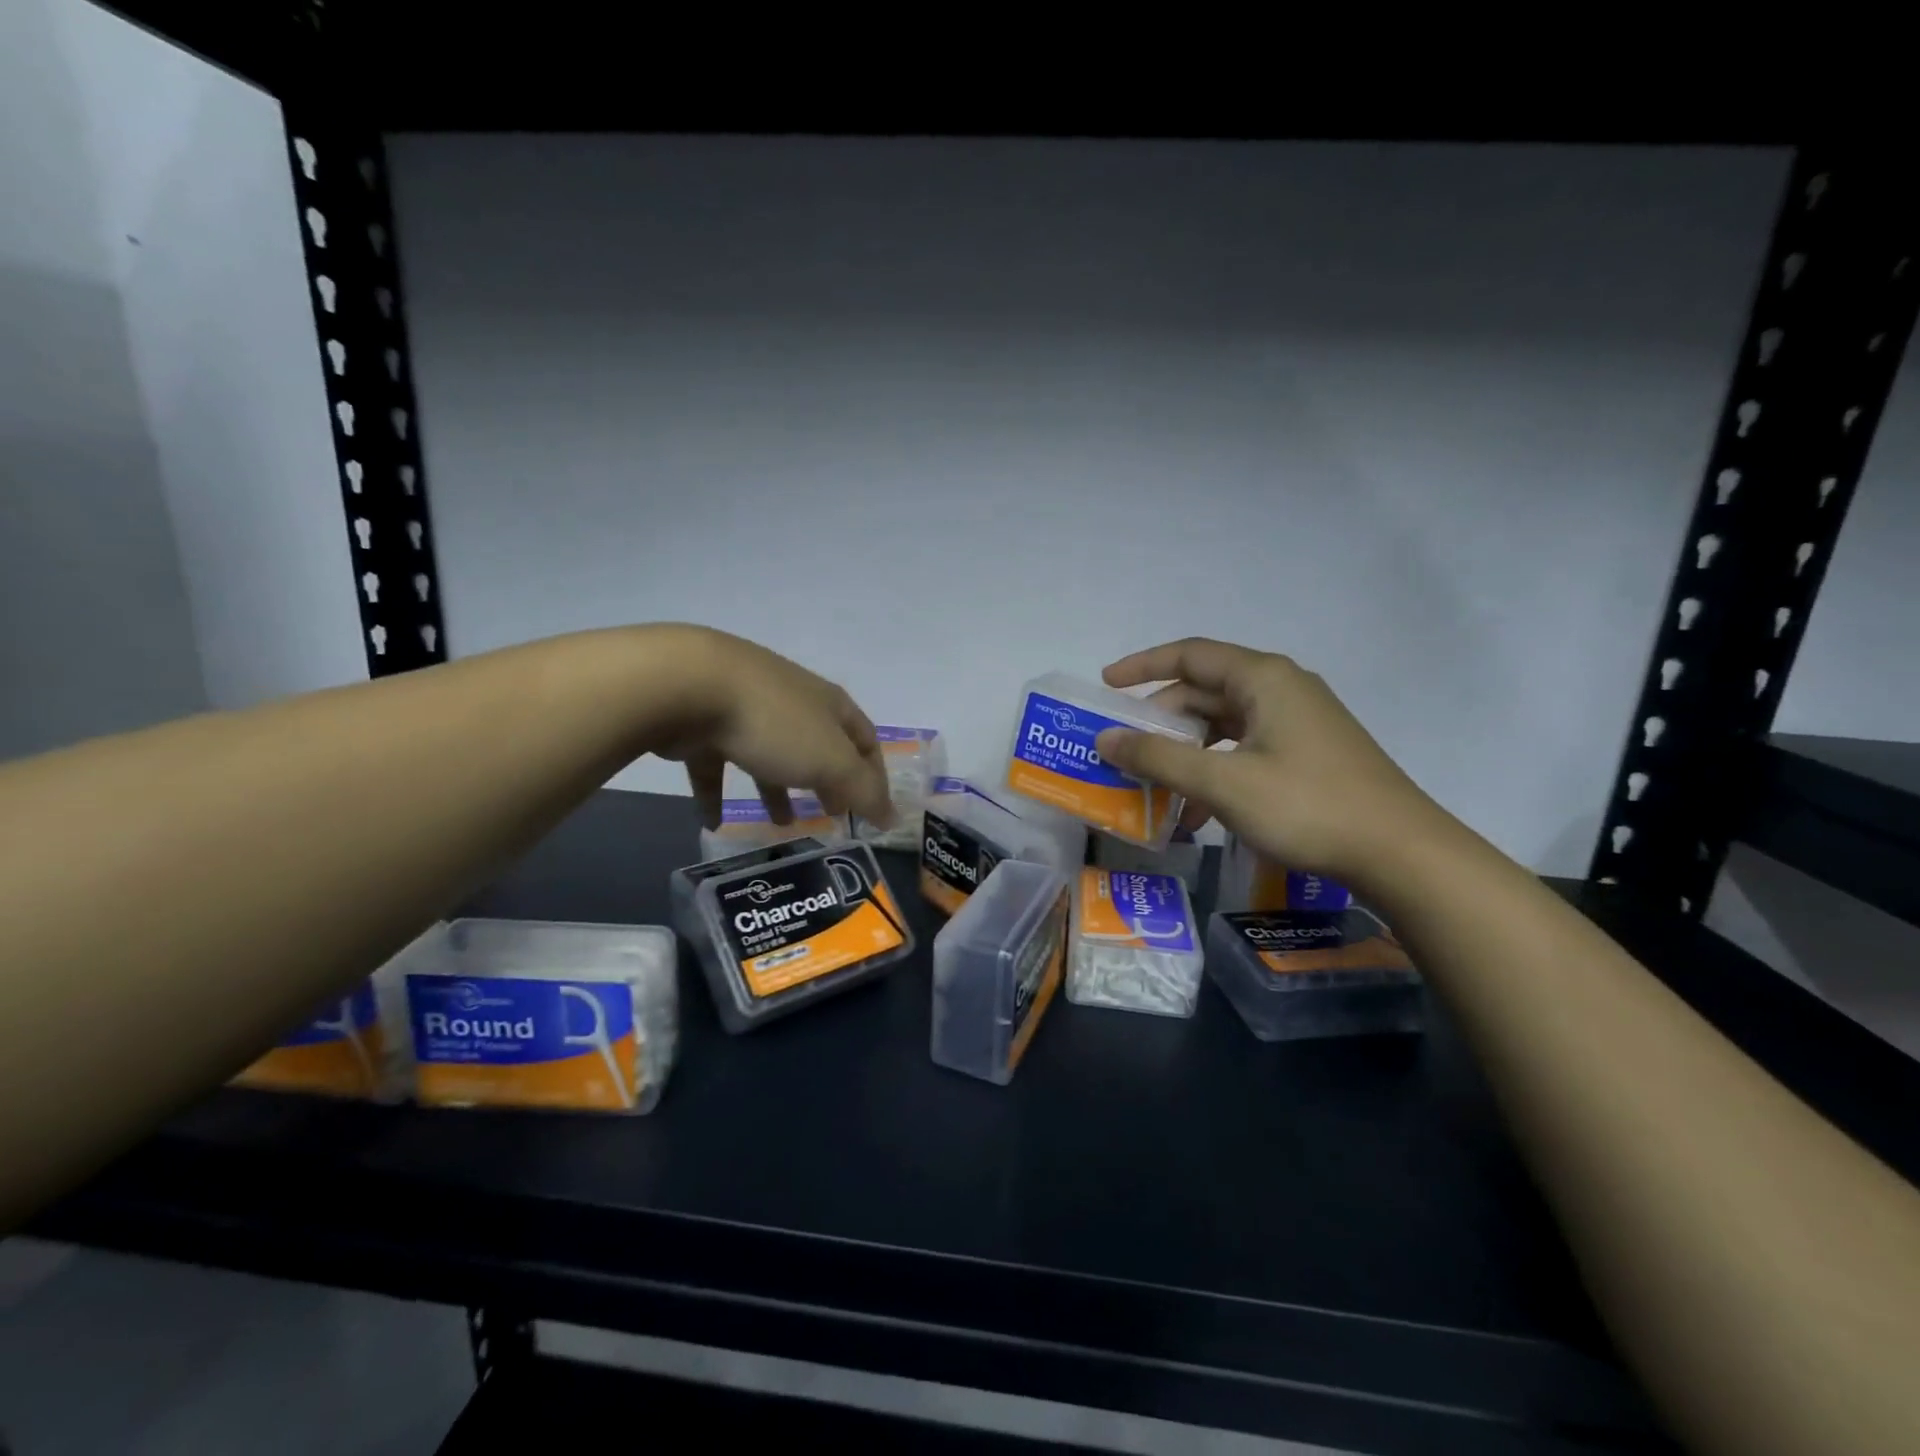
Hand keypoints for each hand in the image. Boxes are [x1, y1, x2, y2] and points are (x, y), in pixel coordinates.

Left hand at [650, 627, 893, 829]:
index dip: (874, 775)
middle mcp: (792, 701)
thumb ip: (863, 791)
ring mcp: (745, 709)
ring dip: (777, 790)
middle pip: (818, 746)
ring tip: (782, 825)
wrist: (688, 686)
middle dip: (828, 781)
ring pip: (769, 755)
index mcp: (828, 704)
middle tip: (832, 815)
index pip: (864, 739)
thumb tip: (894, 818)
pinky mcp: (703, 723)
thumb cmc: (775, 724)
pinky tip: (714, 825)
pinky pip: (716, 765)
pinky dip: (718, 794)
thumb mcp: (831, 762)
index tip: (875, 811)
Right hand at [1094, 638, 1451, 888]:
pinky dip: (1214, 770)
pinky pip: (1244, 748)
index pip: (1190, 655)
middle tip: (1125, 751)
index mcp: (1262, 678)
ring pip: (1223, 725)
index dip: (1142, 666)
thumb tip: (1105, 739)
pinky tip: (1197, 812)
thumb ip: (1158, 758)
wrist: (1400, 853)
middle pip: (1204, 691)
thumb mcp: (1222, 782)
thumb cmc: (1306, 805)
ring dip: (1185, 753)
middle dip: (1160, 722)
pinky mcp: (1307, 753)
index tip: (1105, 686)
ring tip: (1155, 788)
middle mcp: (1280, 689)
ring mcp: (1297, 722)